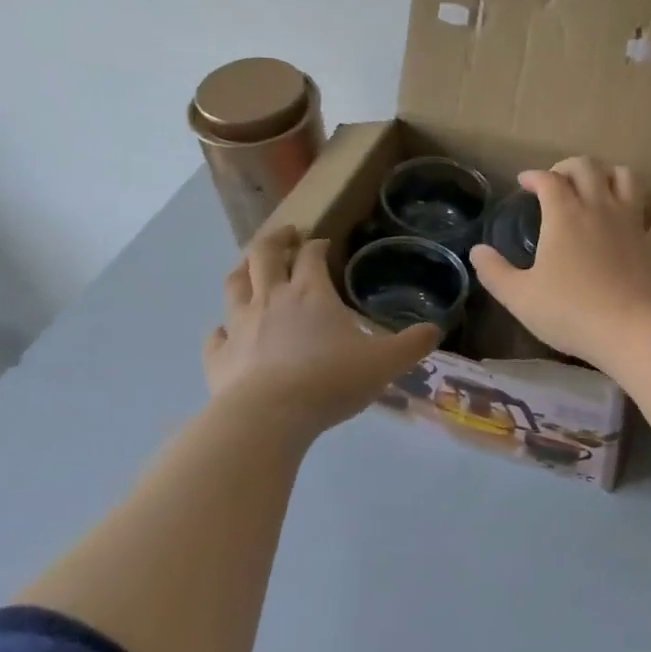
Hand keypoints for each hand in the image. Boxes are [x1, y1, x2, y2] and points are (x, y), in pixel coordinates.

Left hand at [205, 227, 440, 436]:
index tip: (323, 243)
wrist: (269, 417)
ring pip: (235, 285)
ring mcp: (239, 325)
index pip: (312, 255)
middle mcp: (271, 299)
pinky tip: (224, 331)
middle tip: (286, 234)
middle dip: (276, 239)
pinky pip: (215, 335)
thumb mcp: (384, 363)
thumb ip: (411, 345)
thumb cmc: (330, 381)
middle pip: (265, 254)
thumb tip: (435, 330)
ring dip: (243, 270)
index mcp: (311, 293)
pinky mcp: (219, 356)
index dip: (318, 245)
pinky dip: (220, 328)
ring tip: (250, 266)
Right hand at [470, 157, 650, 370]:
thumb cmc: (570, 313)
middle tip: (560, 179)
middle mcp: (599, 206)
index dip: (534, 176)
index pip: (547, 180)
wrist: (632, 331)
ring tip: (606, 184)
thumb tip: (477, 251)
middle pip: (587, 168)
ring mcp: (635, 220)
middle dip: (570, 167)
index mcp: (563, 215)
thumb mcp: (520, 298)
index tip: (525, 183)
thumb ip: (494, 272)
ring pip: (628, 178)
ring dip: (614, 174)